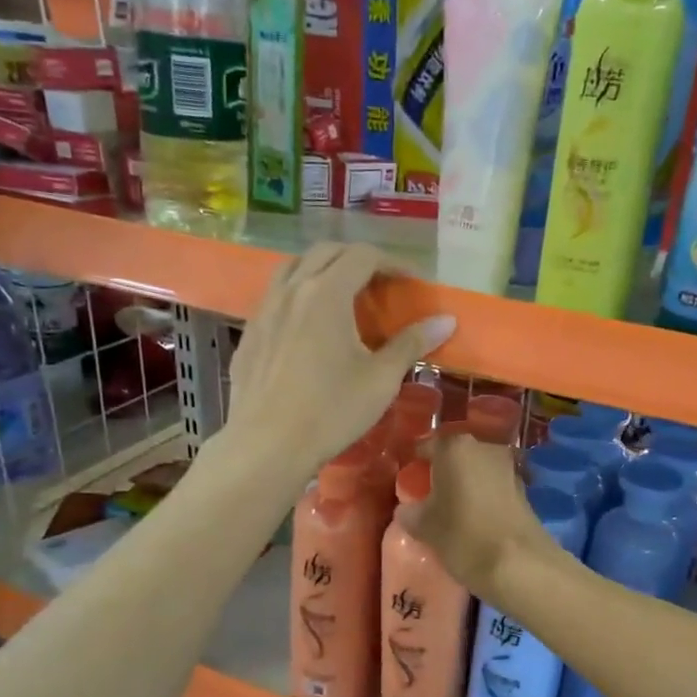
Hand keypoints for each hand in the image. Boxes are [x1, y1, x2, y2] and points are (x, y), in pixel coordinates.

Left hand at [227, 243, 454, 472]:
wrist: (268, 445)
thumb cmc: (331, 411)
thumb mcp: (380, 379)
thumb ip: (411, 343)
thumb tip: (446, 320)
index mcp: (327, 293)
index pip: (363, 256)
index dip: (392, 263)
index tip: (411, 283)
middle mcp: (292, 289)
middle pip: (326, 252)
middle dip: (357, 260)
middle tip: (381, 284)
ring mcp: (264, 309)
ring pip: (294, 267)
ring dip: (323, 269)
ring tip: (343, 295)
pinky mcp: (249, 333)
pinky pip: (275, 296)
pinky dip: (298, 294)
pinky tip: (308, 326)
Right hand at [397, 431, 551, 600]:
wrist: (520, 564)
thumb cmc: (463, 536)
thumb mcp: (424, 527)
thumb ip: (410, 512)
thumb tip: (408, 509)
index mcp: (454, 448)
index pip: (427, 447)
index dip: (416, 465)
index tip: (409, 484)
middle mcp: (484, 448)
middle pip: (455, 457)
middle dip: (442, 474)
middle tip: (429, 499)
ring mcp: (508, 468)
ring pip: (476, 472)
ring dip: (465, 486)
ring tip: (452, 513)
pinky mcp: (524, 490)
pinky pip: (493, 488)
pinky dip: (482, 499)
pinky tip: (475, 521)